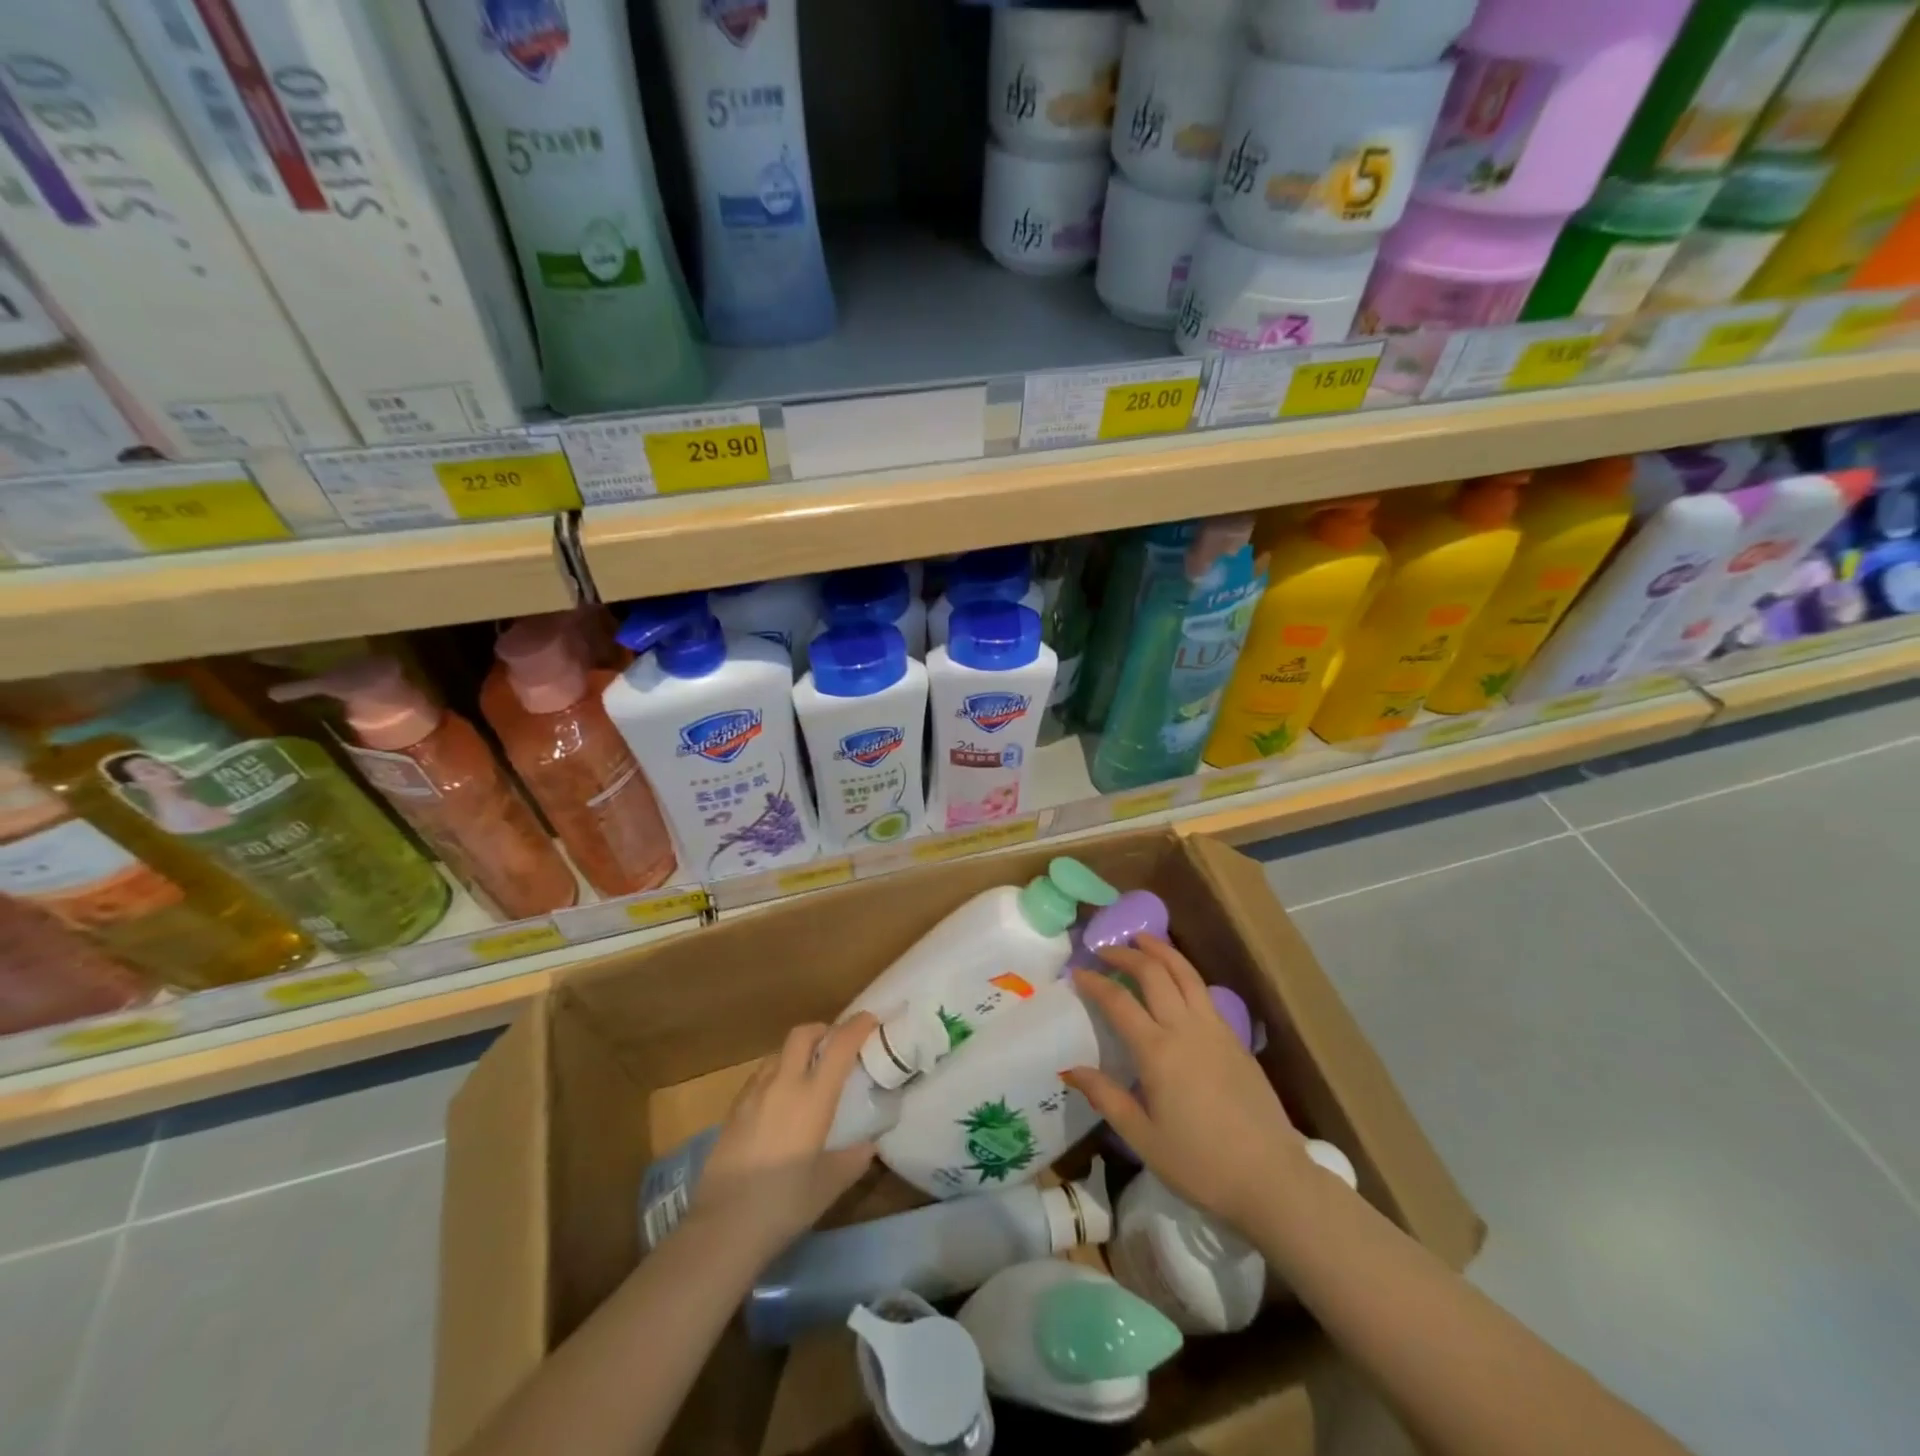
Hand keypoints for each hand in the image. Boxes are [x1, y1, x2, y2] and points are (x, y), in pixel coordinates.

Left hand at [690, 1015, 878, 1258]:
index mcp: (813, 1097)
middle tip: (836, 1044)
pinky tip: (777, 1102)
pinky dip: (776, 1075)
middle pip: (803, 1034)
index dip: (857, 1027)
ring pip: (779, 1053)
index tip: (870, 1020)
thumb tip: (867, 1145)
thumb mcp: (829, 1185)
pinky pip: (759, 1077)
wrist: (722, 1227)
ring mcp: (753, 1094)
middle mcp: (783, 1084)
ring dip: (797, 1053)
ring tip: (806, 1075)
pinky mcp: (732, 1110)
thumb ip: (853, 1159)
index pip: (839, 1046)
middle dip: (823, 1030)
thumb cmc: (784, 1204)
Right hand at [1063, 938, 1314, 1237]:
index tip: (1077, 972)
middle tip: (1105, 950)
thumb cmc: (1201, 1165)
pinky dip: (1184, 973)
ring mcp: (1216, 1030)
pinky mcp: (1235, 1039)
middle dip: (1126, 954)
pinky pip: (1204, 992)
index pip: (1118, 1002)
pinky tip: (1176, 980)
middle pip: (1154, 973)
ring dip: (1161, 950)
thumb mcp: (1143, 1139)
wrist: (1272, 1179)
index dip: (1095, 982)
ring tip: (1142, 939)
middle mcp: (1186, 1029)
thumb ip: (1107, 1098)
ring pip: (1185, 973)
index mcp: (1158, 1052)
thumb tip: (1070, 1069)